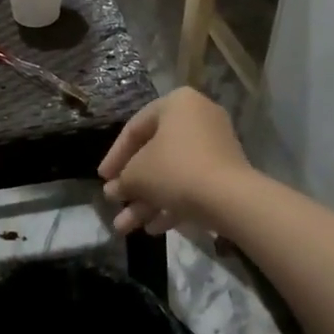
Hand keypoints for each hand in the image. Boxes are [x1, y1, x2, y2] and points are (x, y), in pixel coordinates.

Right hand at [98, 88, 249, 234]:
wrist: (230, 199)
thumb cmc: (175, 171)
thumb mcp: (137, 174)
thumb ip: (121, 179)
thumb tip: (113, 190)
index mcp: (177, 104)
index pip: (134, 128)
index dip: (114, 156)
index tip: (103, 179)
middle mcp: (198, 118)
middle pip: (154, 154)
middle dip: (132, 185)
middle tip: (116, 203)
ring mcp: (215, 146)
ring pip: (172, 174)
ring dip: (147, 201)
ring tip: (126, 227)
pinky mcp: (226, 173)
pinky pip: (191, 184)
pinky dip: (171, 204)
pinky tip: (154, 229)